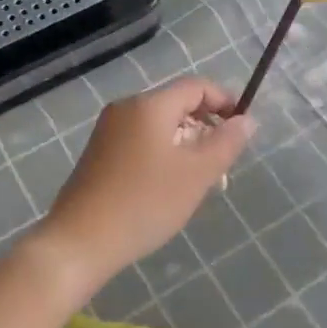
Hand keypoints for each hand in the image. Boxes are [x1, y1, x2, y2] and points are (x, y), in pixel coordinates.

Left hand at [37, 78, 254, 294]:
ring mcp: (109, 130)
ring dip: (186, 144)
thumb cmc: (144, 203)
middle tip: (223, 164)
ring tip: (200, 181)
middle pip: (177, 104)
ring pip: (159, 126)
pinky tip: (169, 187)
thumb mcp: (196, 174)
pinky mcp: (99, 153)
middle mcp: (126, 108)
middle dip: (206, 128)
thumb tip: (247, 120)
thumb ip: (226, 143)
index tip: (243, 129)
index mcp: (149, 105)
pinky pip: (141, 141)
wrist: (80, 241)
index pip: (195, 86)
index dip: (224, 101)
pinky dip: (163, 154)